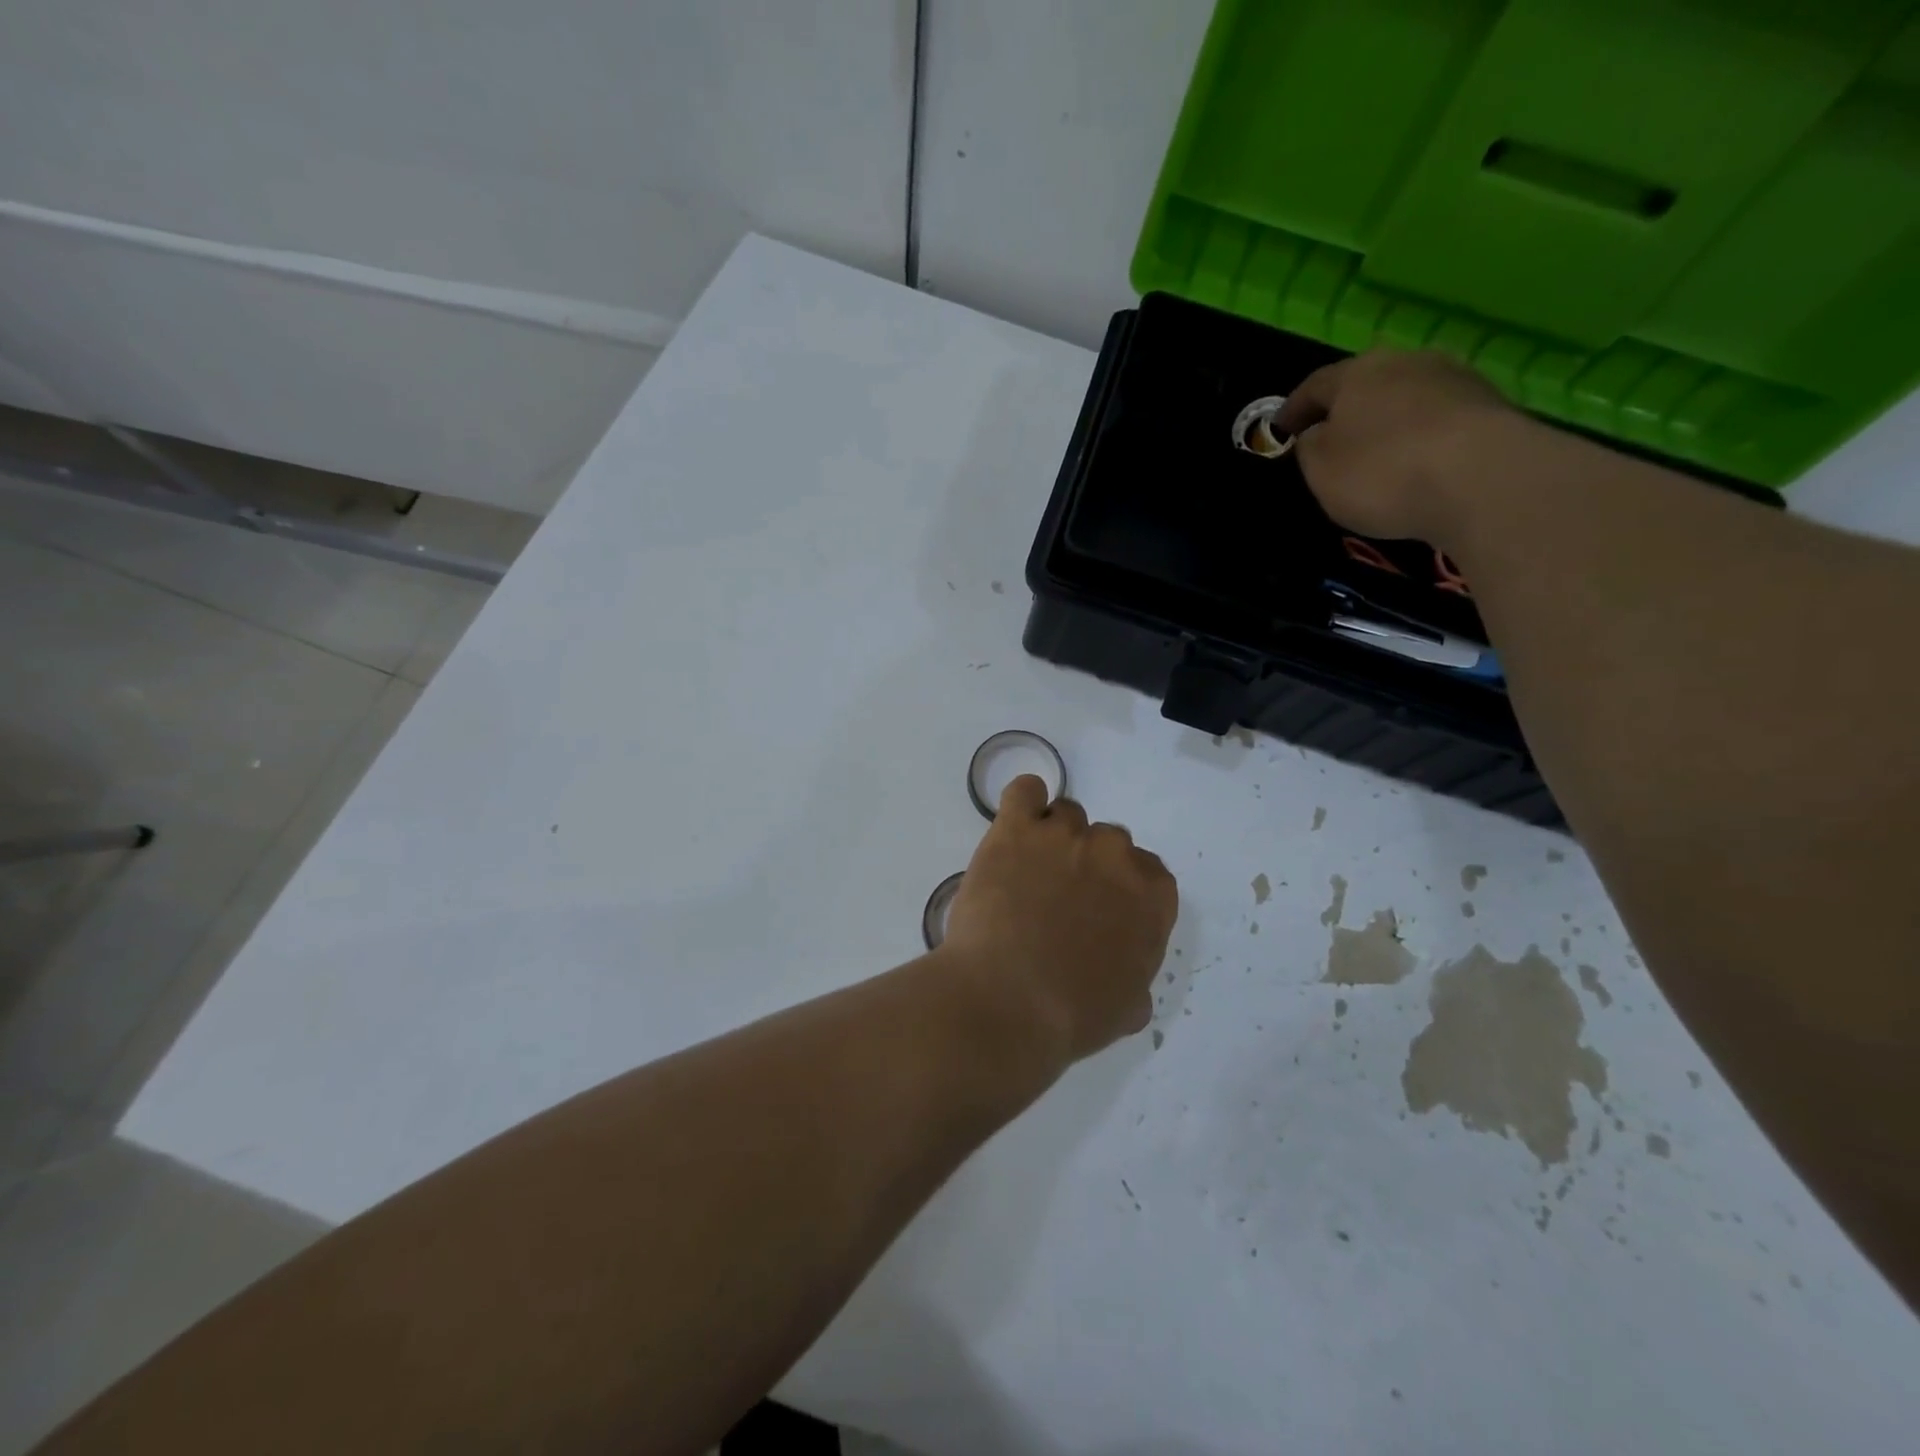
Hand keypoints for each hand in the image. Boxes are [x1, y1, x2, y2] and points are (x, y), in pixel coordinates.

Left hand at [937, 775, 1177, 1065]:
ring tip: (1026, 871)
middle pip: (1108, 843)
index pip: (1149, 874)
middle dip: (1088, 865)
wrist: (1008, 1000)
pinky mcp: (1016, 829)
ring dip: (1053, 837)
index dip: (1122, 891)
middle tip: (1059, 897)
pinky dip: (1023, 802)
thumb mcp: (1125, 1009)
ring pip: (1067, 815)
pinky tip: (1015, 824)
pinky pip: (1025, 792)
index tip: (1100, 910)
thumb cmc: (1071, 1015)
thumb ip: (1135, 977)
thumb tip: (1127, 980)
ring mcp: (1065, 835)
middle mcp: (1114, 854)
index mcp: (1151, 896)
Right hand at [1274, 349, 1524, 544]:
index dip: (1292, 409)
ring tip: (1379, 454)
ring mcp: (1455, 379)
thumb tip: (1318, 434)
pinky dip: (1422, 437)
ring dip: (1389, 421)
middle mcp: (1407, 362)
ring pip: (1407, 398)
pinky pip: (1439, 420)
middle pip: (1366, 384)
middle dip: (1347, 410)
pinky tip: (1417, 464)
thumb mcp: (1321, 470)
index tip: (1278, 430)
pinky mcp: (1490, 406)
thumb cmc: (1381, 472)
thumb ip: (1310, 448)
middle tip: (1331, 439)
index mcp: (1357, 372)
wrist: (1481, 478)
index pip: (1314, 385)